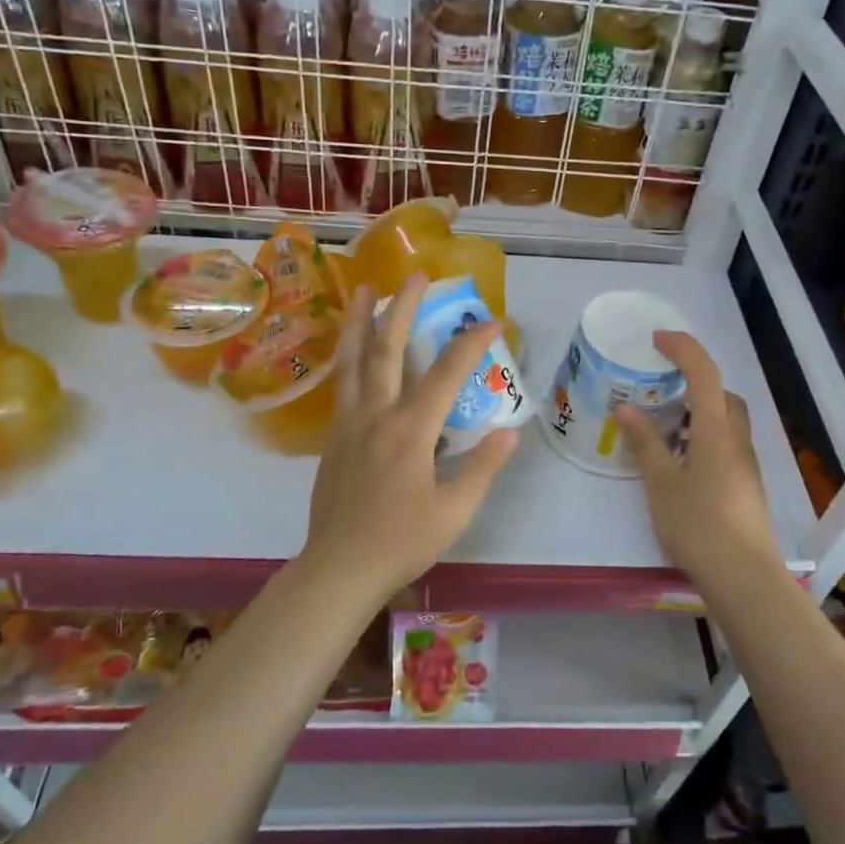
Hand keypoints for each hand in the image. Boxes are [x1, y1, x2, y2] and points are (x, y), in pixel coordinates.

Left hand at [300, 275, 518, 601]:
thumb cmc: (401, 542)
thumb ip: (482, 467)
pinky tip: (351, 348)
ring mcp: (348, 424)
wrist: (339, 568)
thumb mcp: (455, 511)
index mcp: (410, 432)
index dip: (472, 342)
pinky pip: (342, 384)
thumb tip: (511, 431)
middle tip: (416, 275)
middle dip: (403, 307)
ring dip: (359, 320)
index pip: (446, 374)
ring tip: (362, 288)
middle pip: (387, 349)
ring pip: (353, 360)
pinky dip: (348, 355)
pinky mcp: (333, 437)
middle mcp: (375, 415)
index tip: (494, 319)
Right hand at [616, 331, 784, 592]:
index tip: (657, 339)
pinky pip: (726, 445)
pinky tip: (681, 463)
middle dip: (695, 382)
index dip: (683, 349)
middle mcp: (737, 441)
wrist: (743, 576)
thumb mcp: (661, 484)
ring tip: (665, 429)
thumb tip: (626, 409)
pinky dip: (704, 438)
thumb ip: (645, 444)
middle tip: (661, 391)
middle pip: (722, 395)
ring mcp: (746, 465)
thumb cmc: (698, 526)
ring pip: (726, 422)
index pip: (705, 374)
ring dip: (699, 413)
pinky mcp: (746, 486)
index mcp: (716, 432)